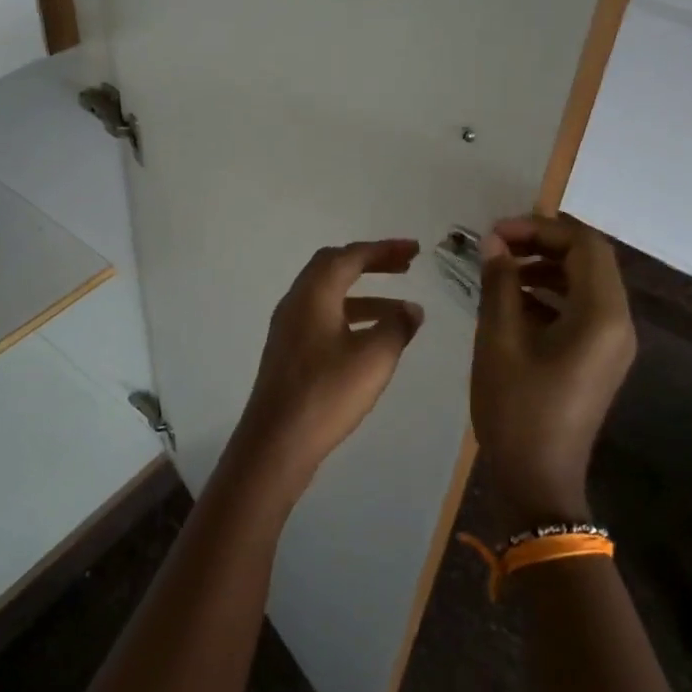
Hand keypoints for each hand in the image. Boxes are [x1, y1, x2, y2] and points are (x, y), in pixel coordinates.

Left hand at [225, 239, 424, 495]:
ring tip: (402, 309)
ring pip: (328, 295)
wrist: (276, 442)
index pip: (349, 256)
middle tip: (405, 266)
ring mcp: (288, 328)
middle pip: (333, 268)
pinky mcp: (289, 352)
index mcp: (313, 295)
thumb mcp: (373, 359)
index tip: (415, 250)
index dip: (384, 249)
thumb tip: (411, 309)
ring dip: (365, 294)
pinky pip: (323, 317)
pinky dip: (351, 316)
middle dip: (371, 263)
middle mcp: (296, 303)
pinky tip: (372, 339)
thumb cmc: (327, 394)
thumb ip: (396, 327)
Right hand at [470, 214, 636, 526]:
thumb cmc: (516, 408)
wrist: (538, 479)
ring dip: (545, 268)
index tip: (496, 233)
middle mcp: (618, 323)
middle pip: (589, 261)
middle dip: (542, 244)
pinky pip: (581, 310)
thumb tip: (493, 242)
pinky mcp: (599, 359)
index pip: (584, 245)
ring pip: (585, 284)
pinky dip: (550, 295)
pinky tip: (512, 303)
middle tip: (496, 245)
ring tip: (499, 271)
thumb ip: (499, 284)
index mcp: (602, 315)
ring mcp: (612, 343)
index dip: (540, 228)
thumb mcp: (498, 340)